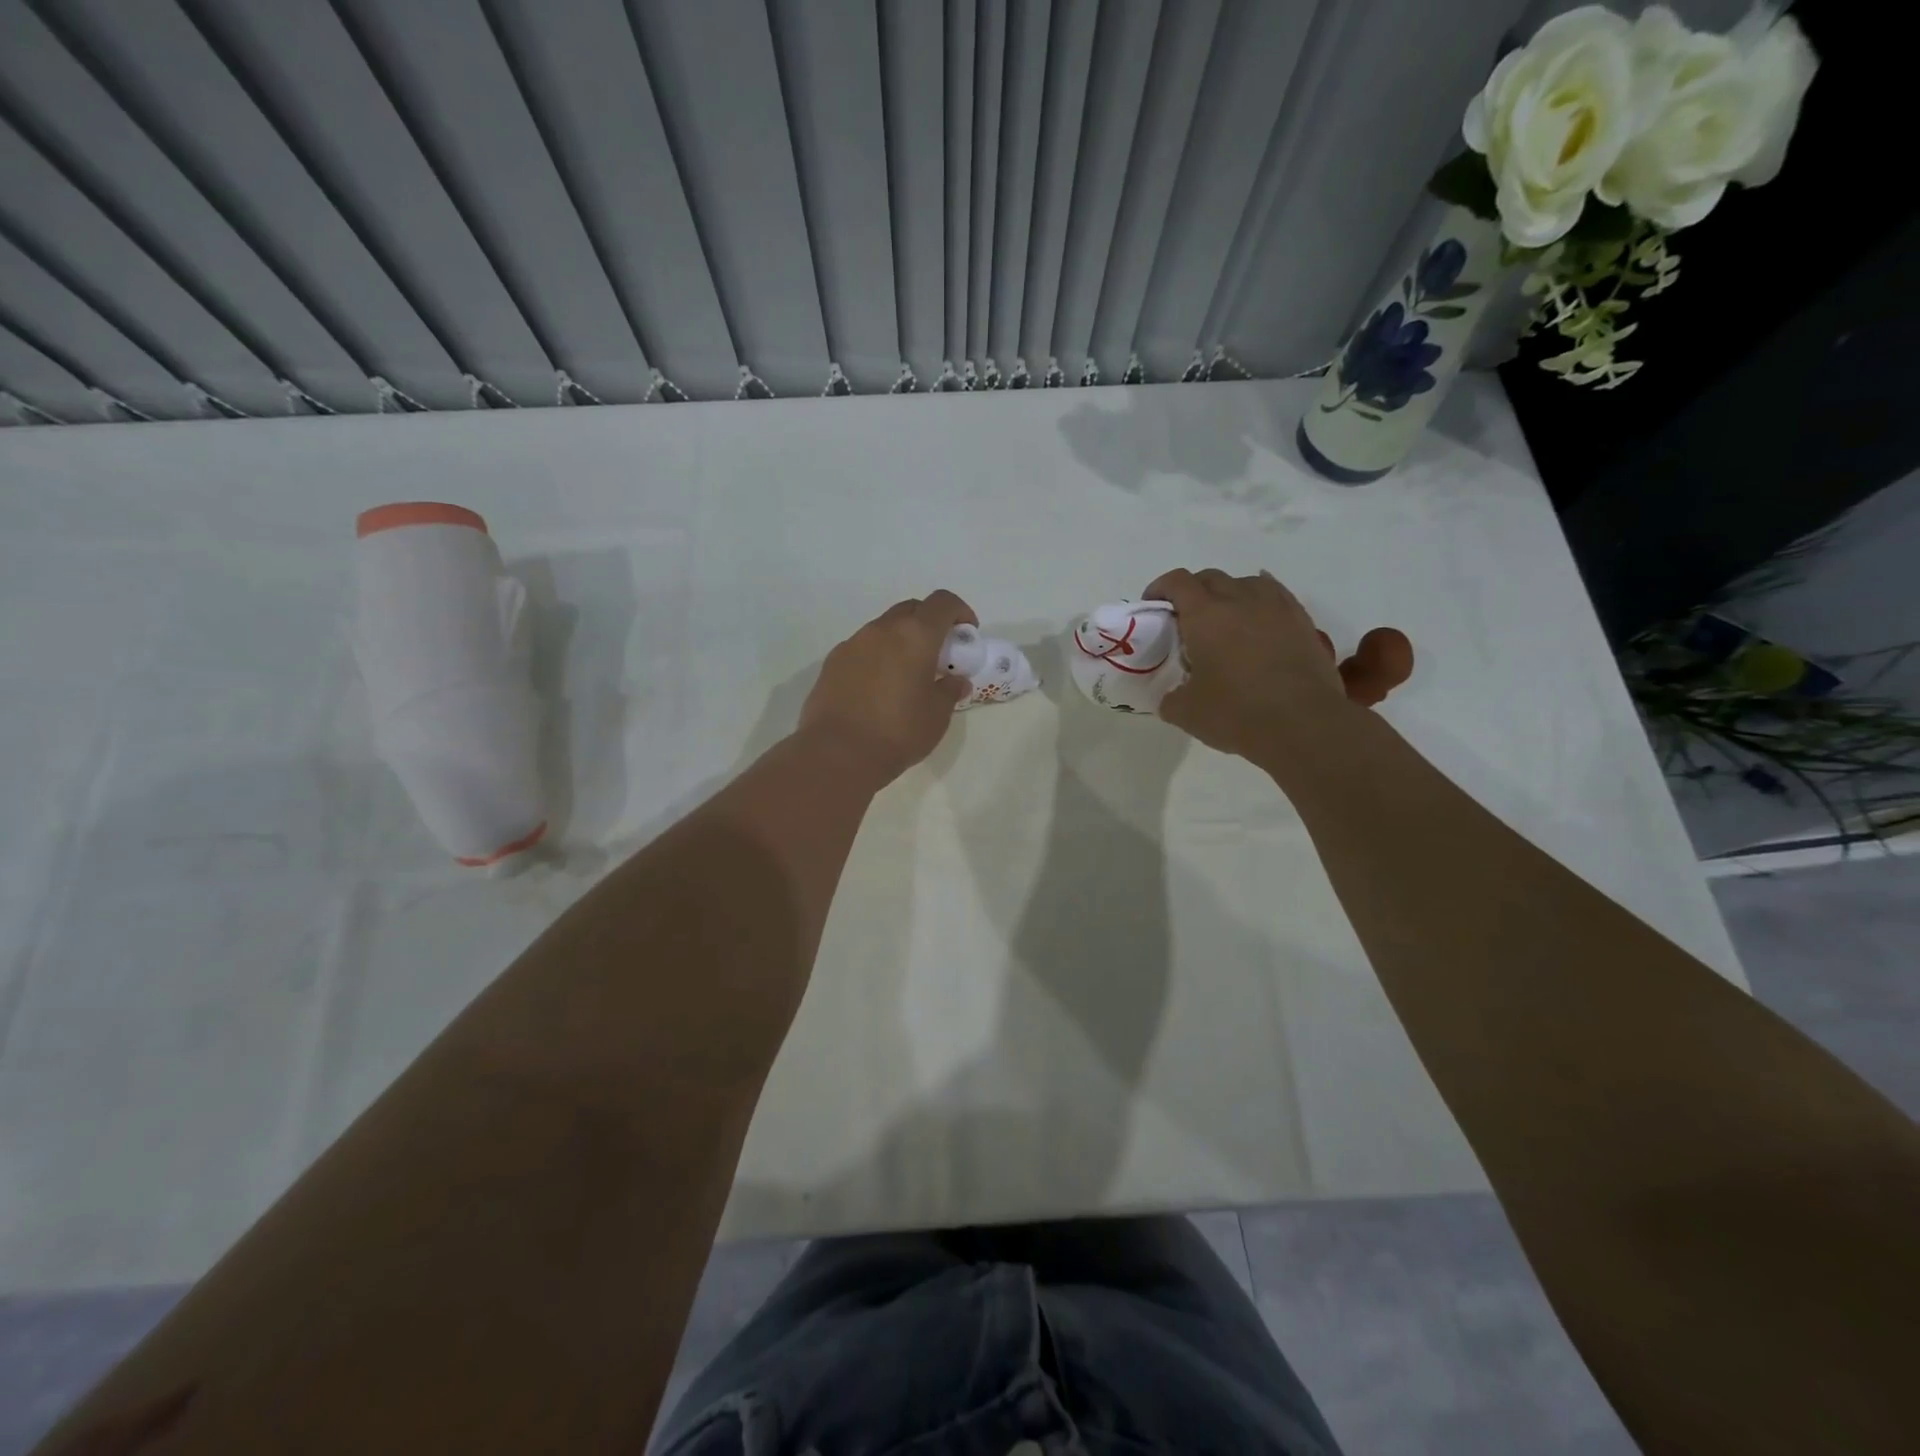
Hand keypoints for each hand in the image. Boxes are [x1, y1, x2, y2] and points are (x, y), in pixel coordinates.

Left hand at [798, 590, 976, 786]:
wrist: (837, 753)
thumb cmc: (898, 732)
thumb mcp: (937, 716)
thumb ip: (950, 691)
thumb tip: (956, 681)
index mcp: (915, 636)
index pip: (942, 603)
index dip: (960, 611)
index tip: (966, 633)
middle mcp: (881, 630)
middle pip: (911, 610)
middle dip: (929, 624)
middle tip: (938, 654)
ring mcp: (852, 644)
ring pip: (883, 629)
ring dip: (900, 641)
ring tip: (906, 674)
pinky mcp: (832, 663)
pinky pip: (862, 649)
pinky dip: (877, 657)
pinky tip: (877, 688)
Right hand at [1146, 568, 1354, 763]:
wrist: (1303, 724)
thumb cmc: (1236, 713)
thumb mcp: (1186, 712)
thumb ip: (1171, 698)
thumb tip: (1171, 697)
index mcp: (1204, 615)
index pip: (1177, 582)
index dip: (1160, 588)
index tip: (1154, 605)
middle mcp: (1239, 599)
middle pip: (1210, 577)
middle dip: (1193, 591)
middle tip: (1186, 618)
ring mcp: (1275, 607)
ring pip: (1246, 582)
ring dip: (1229, 593)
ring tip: (1225, 618)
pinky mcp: (1301, 621)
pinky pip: (1276, 595)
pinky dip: (1260, 601)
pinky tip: (1259, 617)